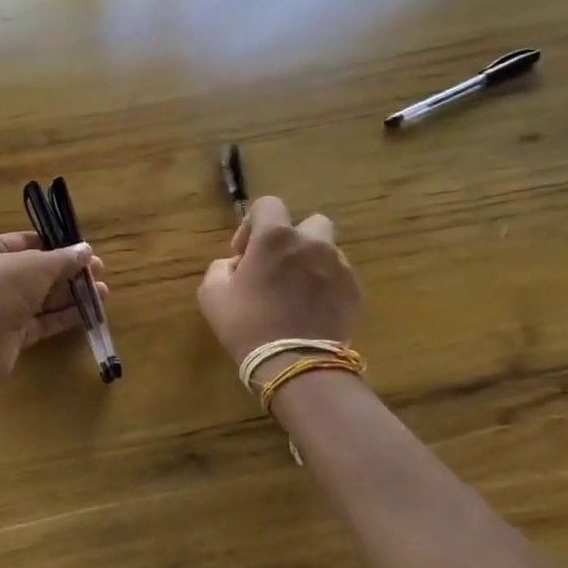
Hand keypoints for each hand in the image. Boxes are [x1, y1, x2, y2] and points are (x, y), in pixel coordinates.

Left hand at [0, 233, 108, 385]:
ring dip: (71, 294)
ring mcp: (0, 307)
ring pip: (41, 297)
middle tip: (99, 271)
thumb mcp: (36, 265)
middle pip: (35, 271)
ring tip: (102, 292)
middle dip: (68, 271)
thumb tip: (86, 250)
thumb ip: (63, 258)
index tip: (81, 249)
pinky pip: (42, 320)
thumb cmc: (1, 287)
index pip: (23, 242)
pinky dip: (64, 315)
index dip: (53, 244)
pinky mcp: (11, 334)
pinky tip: (90, 311)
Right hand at [197, 196, 361, 368]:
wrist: (294, 364)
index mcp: (275, 237)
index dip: (252, 224)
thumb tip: (236, 264)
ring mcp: (339, 266)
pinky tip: (312, 309)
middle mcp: (312, 242)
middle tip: (277, 266)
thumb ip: (220, 267)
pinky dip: (327, 286)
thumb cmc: (246, 324)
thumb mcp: (211, 294)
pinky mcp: (355, 292)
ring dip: (312, 262)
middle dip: (293, 238)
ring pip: (327, 250)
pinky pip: (340, 277)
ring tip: (297, 290)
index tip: (244, 253)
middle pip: (309, 222)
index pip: (268, 204)